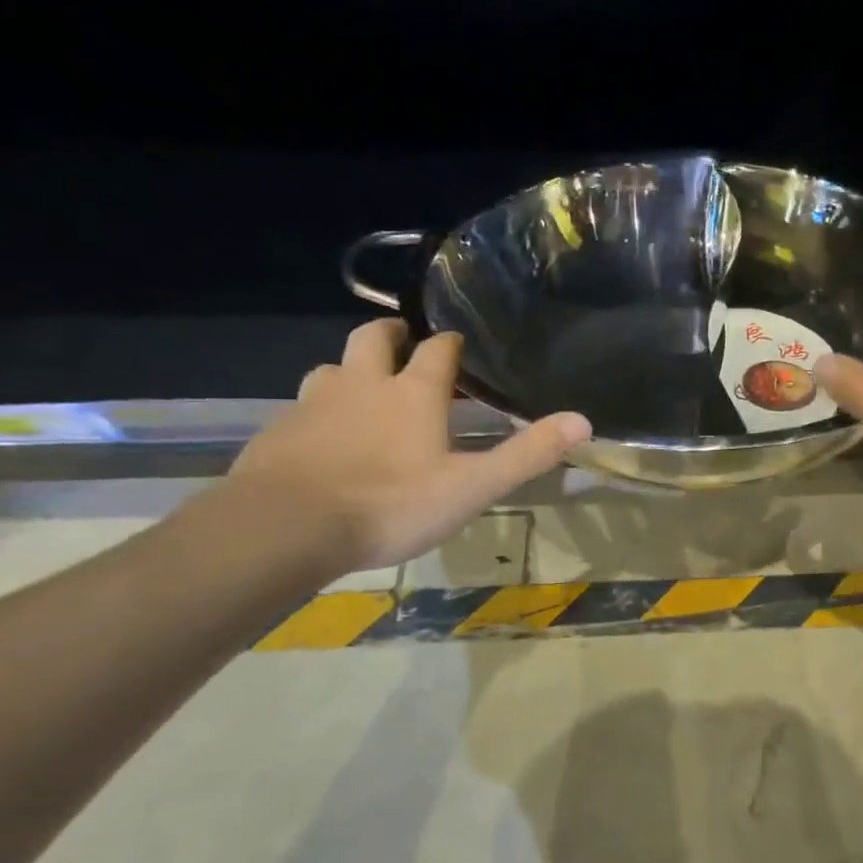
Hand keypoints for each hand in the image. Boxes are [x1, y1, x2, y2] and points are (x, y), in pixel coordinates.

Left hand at [228, 319, 590, 572]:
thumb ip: (527, 454)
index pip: (437, 351)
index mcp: (412, 394)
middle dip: (392, 335)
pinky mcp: (278, 432)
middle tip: (404, 342)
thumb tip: (583, 421)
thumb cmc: (391, 504)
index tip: (458, 345)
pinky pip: (301, 406)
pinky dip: (318, 410)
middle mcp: (362, 385)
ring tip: (363, 389)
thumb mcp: (473, 486)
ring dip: (351, 370)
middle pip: (374, 340)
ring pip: (332, 368)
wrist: (285, 528)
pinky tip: (323, 438)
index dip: (451, 345)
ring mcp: (313, 405)